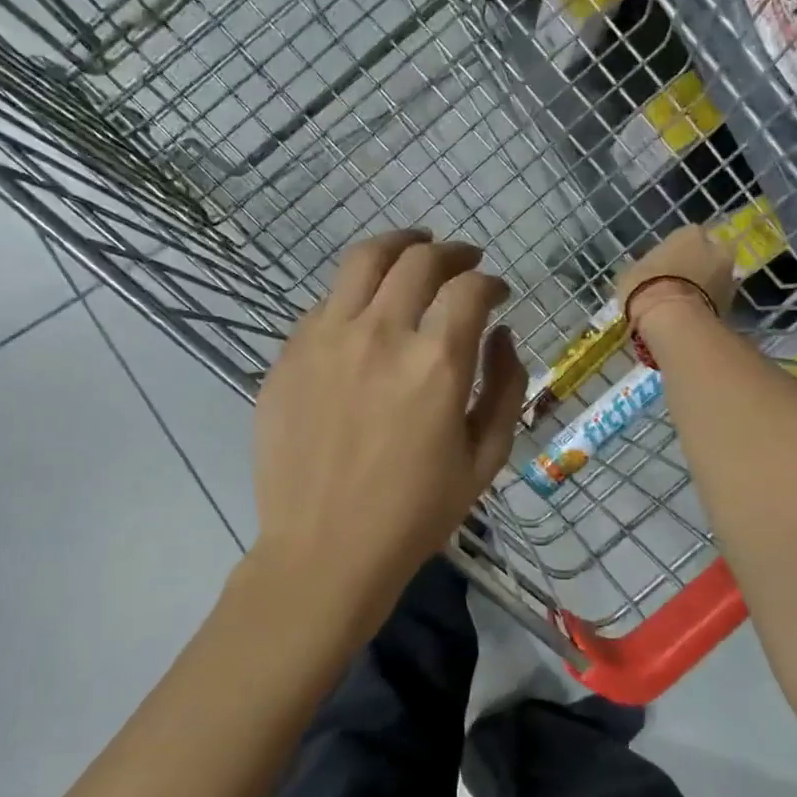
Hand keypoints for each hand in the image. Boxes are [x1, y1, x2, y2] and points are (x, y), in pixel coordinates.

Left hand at [252, 229, 527, 607]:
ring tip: (413, 249)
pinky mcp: (289, 354)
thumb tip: (502, 336)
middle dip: (450, 252)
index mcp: (435, 364)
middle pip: (418, 260)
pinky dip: (355, 293)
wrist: (325, 549)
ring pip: (363, 261)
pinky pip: (326, 302)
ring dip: (398, 247)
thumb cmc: (415, 515)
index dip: (490, 281)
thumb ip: (506, 388)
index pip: (469, 288)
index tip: (496, 292)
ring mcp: (326, 339)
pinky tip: (365, 311)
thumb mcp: (485, 459)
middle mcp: (380, 335)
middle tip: (463, 260)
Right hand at [616, 224, 736, 326]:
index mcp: (690, 233)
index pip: (687, 236)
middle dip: (697, 267)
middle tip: (678, 284)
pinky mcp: (731, 305)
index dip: (677, 251)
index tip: (665, 265)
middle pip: (708, 255)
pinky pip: (715, 301)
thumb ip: (644, 268)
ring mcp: (728, 277)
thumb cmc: (646, 286)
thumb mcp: (631, 272)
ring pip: (715, 279)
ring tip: (682, 305)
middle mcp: (716, 248)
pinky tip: (688, 318)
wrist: (670, 319)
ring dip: (704, 287)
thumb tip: (643, 273)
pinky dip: (706, 306)